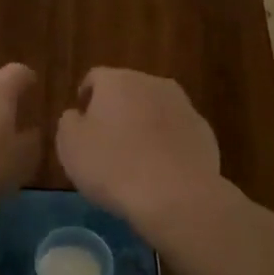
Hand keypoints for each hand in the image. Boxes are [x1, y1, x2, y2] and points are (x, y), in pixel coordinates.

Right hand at [56, 68, 224, 227]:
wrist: (177, 196)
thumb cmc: (113, 166)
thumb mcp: (70, 146)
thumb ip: (69, 122)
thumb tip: (78, 115)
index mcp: (118, 80)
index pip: (95, 78)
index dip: (86, 97)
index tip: (82, 122)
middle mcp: (153, 84)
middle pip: (128, 90)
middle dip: (117, 110)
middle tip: (107, 141)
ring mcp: (183, 106)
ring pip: (156, 110)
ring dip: (145, 125)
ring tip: (136, 158)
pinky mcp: (204, 133)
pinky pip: (177, 133)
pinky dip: (168, 144)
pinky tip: (162, 171)